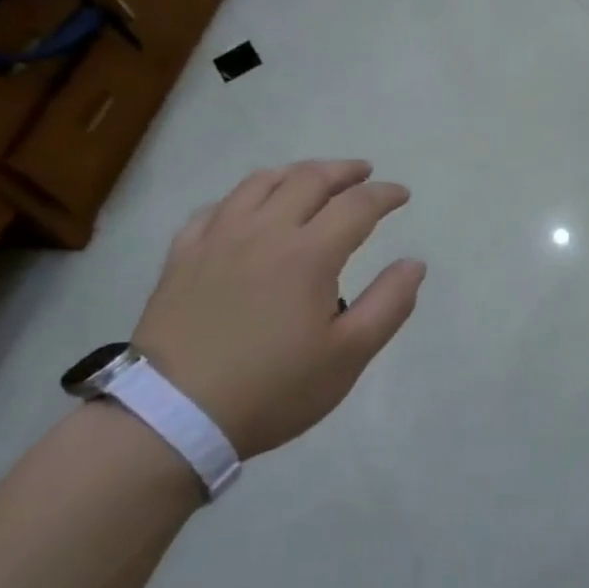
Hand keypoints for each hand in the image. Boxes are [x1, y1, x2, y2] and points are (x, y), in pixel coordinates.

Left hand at [133, 161, 424, 457]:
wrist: (173, 416)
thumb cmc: (273, 387)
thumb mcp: (349, 355)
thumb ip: (389, 304)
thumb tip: (414, 263)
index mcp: (309, 254)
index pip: (357, 205)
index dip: (385, 194)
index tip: (402, 194)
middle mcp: (264, 232)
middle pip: (308, 180)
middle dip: (343, 171)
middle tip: (364, 173)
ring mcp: (217, 240)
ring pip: (259, 184)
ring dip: (294, 173)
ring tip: (311, 178)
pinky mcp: (182, 257)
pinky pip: (214, 209)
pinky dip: (242, 198)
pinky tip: (247, 209)